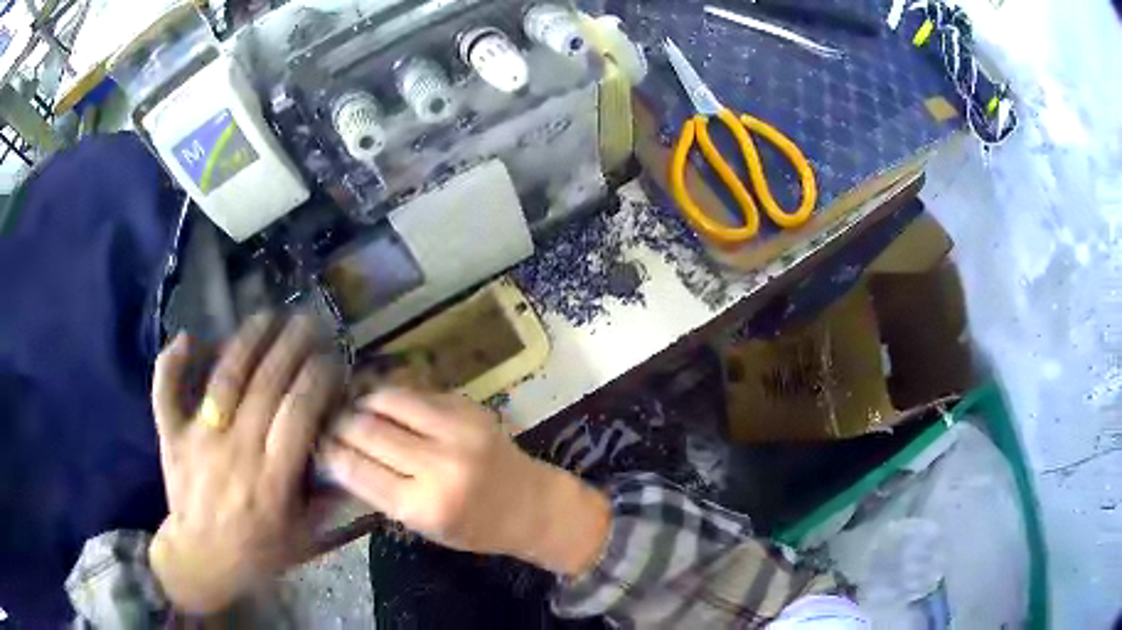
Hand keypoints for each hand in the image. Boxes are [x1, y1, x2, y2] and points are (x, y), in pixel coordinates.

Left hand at [149, 314, 342, 613]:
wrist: (201, 560)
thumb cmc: (257, 552)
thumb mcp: (302, 538)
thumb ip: (325, 500)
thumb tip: (345, 457)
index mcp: (272, 481)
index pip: (299, 414)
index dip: (318, 380)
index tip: (332, 360)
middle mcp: (236, 452)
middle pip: (266, 387)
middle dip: (291, 348)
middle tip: (309, 321)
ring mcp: (199, 440)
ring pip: (224, 380)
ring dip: (247, 342)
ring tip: (267, 315)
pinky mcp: (173, 437)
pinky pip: (166, 394)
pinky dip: (171, 364)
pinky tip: (186, 337)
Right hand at [321, 388, 611, 576]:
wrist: (531, 504)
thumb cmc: (474, 527)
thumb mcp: (422, 526)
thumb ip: (381, 492)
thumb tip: (339, 456)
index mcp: (423, 505)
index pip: (357, 469)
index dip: (329, 452)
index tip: (316, 443)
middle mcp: (438, 464)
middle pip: (367, 430)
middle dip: (339, 423)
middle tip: (327, 421)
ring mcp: (457, 430)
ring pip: (388, 399)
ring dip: (362, 400)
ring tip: (352, 406)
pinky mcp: (469, 407)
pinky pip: (416, 392)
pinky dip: (393, 395)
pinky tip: (383, 400)